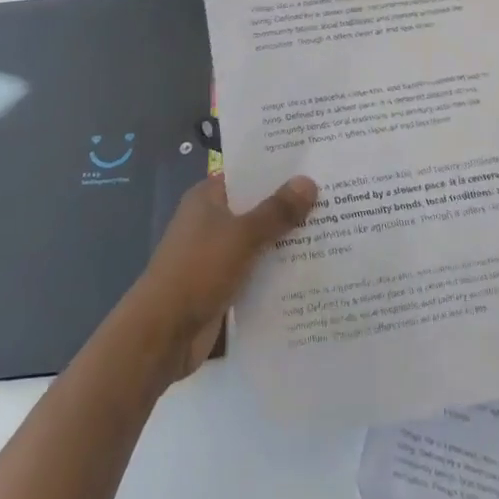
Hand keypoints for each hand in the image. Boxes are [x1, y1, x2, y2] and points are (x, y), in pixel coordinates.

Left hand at [127, 173, 317, 383]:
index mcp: (208, 197)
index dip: (280, 168)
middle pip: (258, 206)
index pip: (249, 172)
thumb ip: (277, 211)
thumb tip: (309, 181)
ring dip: (288, 239)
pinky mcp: (224, 284)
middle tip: (337, 195)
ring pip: (260, 239)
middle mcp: (212, 220)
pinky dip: (278, 268)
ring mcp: (217, 254)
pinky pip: (258, 269)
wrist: (161, 335)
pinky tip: (313, 267)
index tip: (316, 162)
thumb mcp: (242, 236)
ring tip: (335, 228)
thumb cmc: (198, 271)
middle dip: (291, 205)